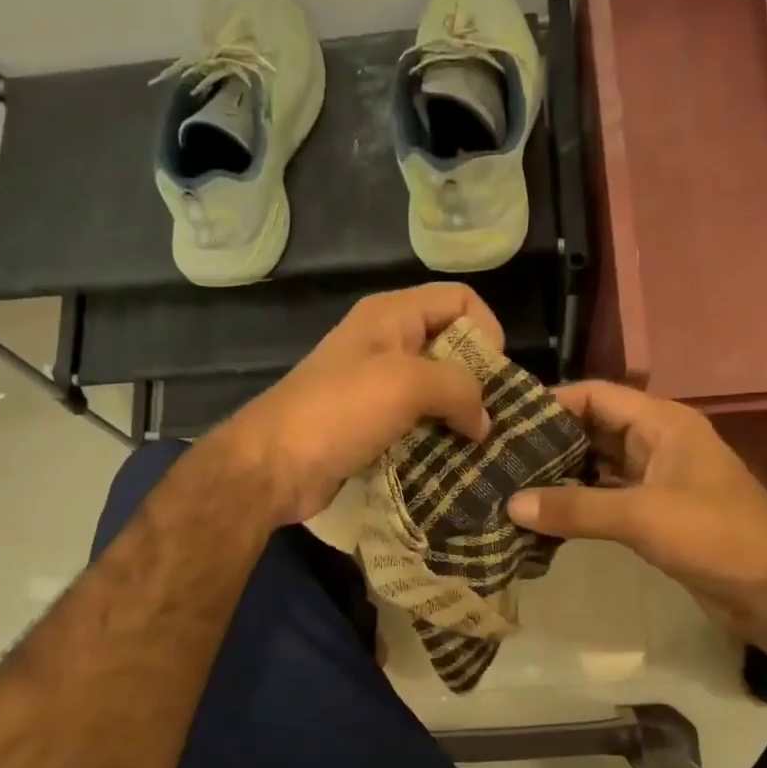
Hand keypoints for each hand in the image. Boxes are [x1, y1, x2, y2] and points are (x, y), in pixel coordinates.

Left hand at [205, 284, 498, 524]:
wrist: (272, 467)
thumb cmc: (338, 412)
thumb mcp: (406, 385)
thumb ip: (458, 389)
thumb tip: (483, 420)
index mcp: (391, 316)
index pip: (460, 300)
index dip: (486, 331)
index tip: (494, 379)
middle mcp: (386, 345)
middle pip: (451, 348)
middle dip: (478, 381)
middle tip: (494, 421)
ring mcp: (375, 388)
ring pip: (436, 393)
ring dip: (459, 418)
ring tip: (481, 449)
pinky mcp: (370, 427)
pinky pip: (417, 425)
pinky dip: (437, 441)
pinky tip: (453, 464)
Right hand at [507, 381, 766, 622]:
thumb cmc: (715, 535)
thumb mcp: (642, 516)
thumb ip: (576, 508)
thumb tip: (511, 504)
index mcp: (661, 423)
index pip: (595, 395)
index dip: (551, 402)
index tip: (504, 418)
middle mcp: (657, 442)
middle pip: (592, 428)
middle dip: (548, 441)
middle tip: (497, 455)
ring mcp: (657, 478)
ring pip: (597, 465)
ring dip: (560, 474)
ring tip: (509, 484)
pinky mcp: (655, 513)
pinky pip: (606, 497)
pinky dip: (577, 503)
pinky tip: (542, 516)